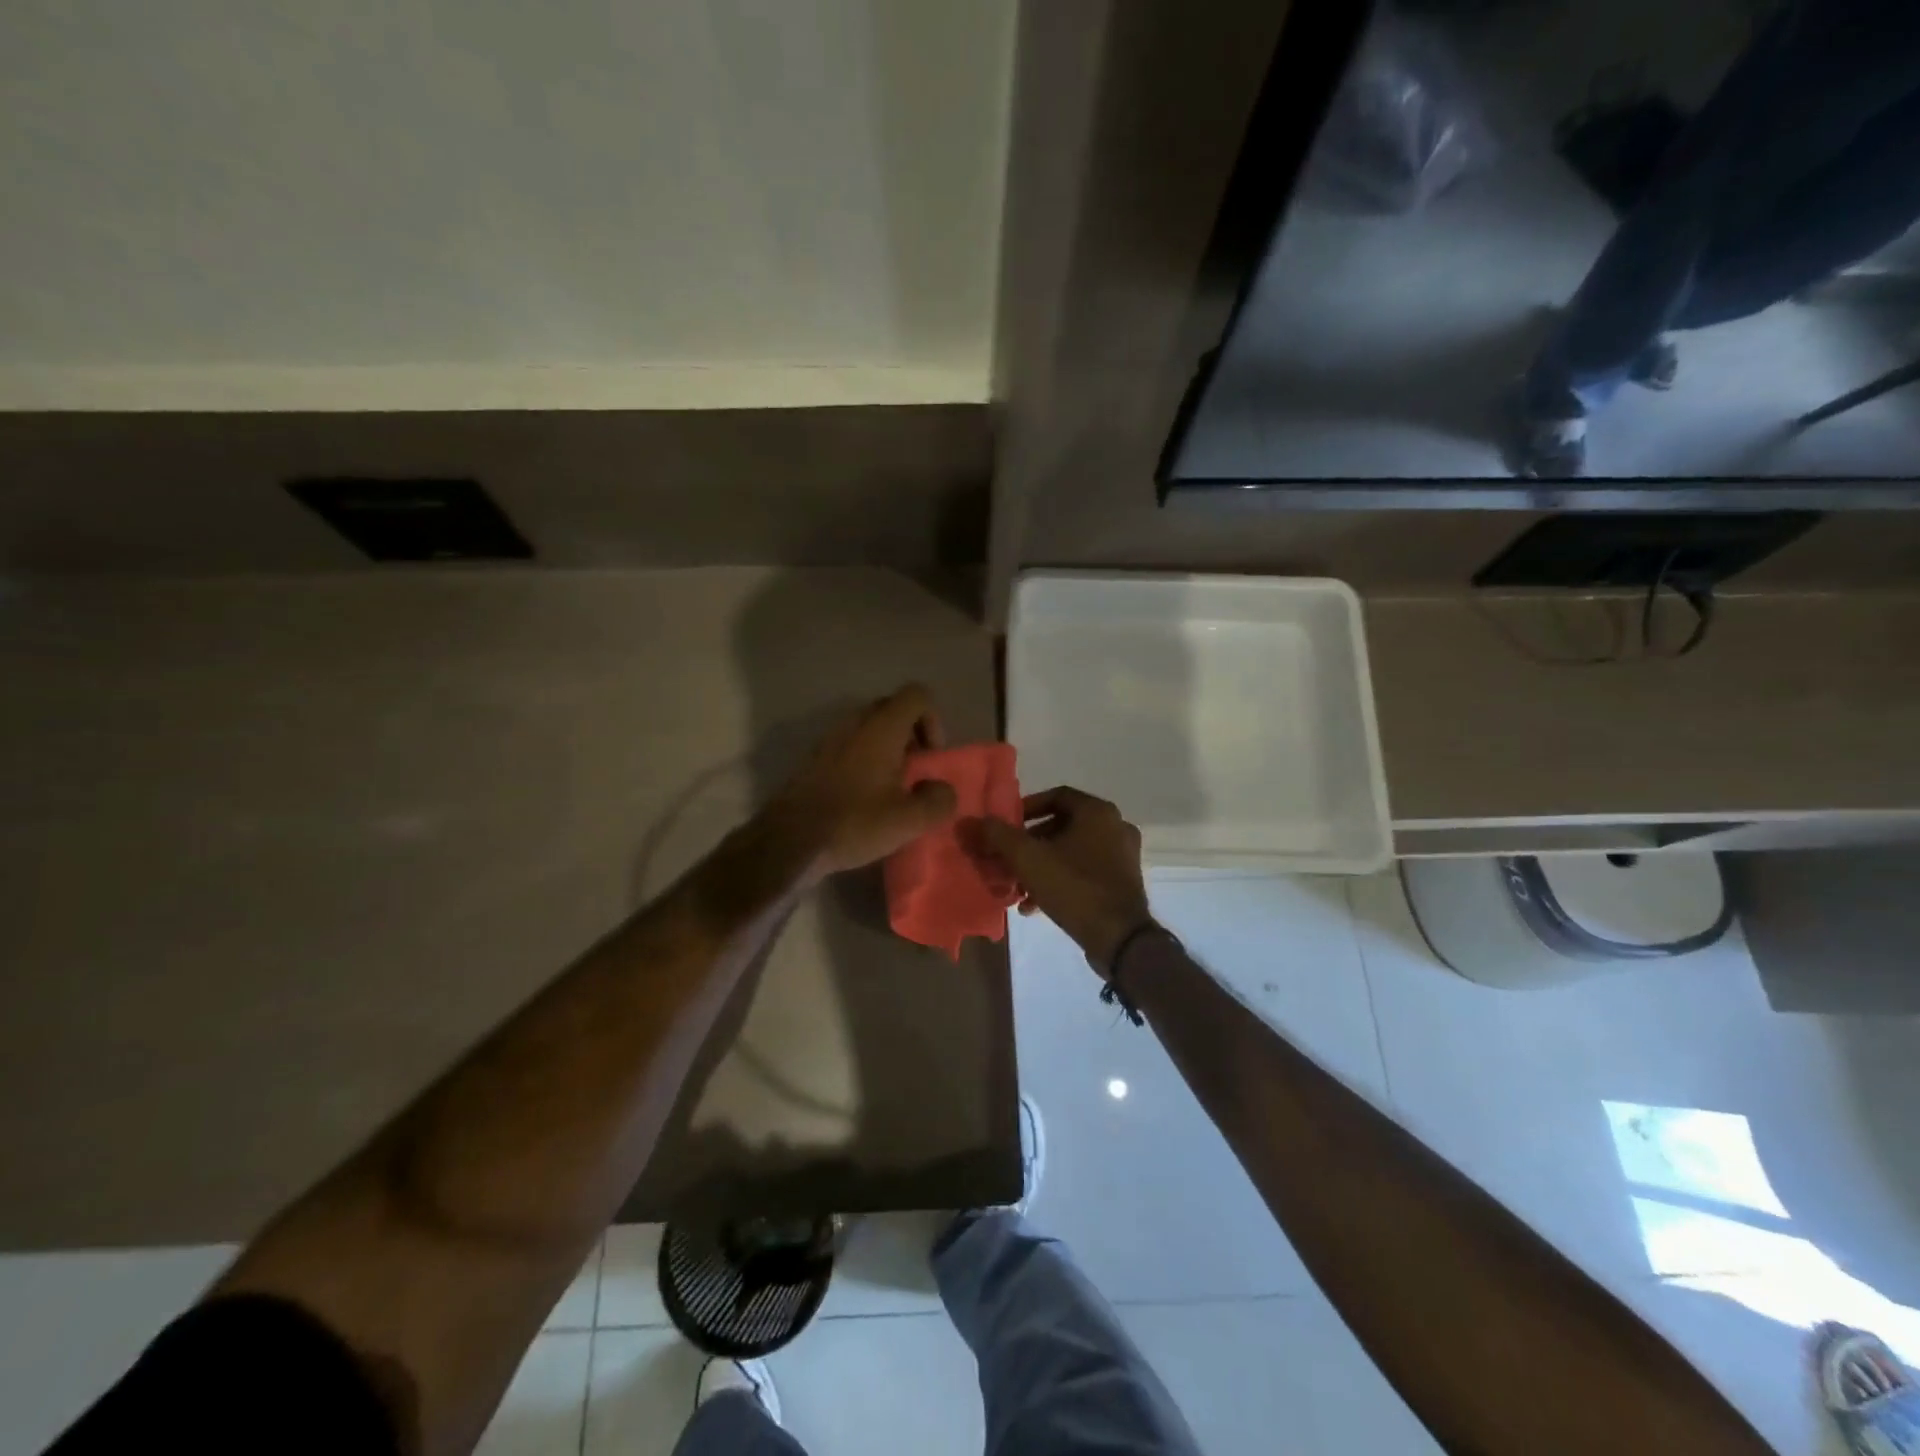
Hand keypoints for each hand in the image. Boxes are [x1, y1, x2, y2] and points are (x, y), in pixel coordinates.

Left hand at [763, 684, 958, 879]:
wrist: (790, 840)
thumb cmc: (854, 823)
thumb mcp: (909, 820)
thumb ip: (938, 800)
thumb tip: (942, 789)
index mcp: (881, 728)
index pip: (917, 695)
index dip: (933, 720)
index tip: (931, 756)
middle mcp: (855, 723)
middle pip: (892, 709)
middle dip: (911, 735)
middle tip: (915, 771)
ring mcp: (831, 738)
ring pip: (869, 728)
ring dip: (887, 749)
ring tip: (892, 787)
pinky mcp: (815, 758)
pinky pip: (850, 745)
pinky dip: (865, 760)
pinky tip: (865, 797)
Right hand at [975, 787, 1154, 971]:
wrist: (1119, 938)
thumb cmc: (1074, 887)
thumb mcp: (1027, 859)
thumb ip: (997, 836)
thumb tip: (970, 822)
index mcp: (1098, 812)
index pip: (1056, 796)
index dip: (1026, 808)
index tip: (1005, 826)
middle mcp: (1115, 826)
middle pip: (1062, 825)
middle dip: (1029, 843)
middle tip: (1006, 858)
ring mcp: (1123, 856)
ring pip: (1071, 851)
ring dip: (1041, 865)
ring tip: (1016, 886)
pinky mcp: (1123, 882)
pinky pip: (1084, 871)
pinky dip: (1059, 880)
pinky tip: (1035, 905)